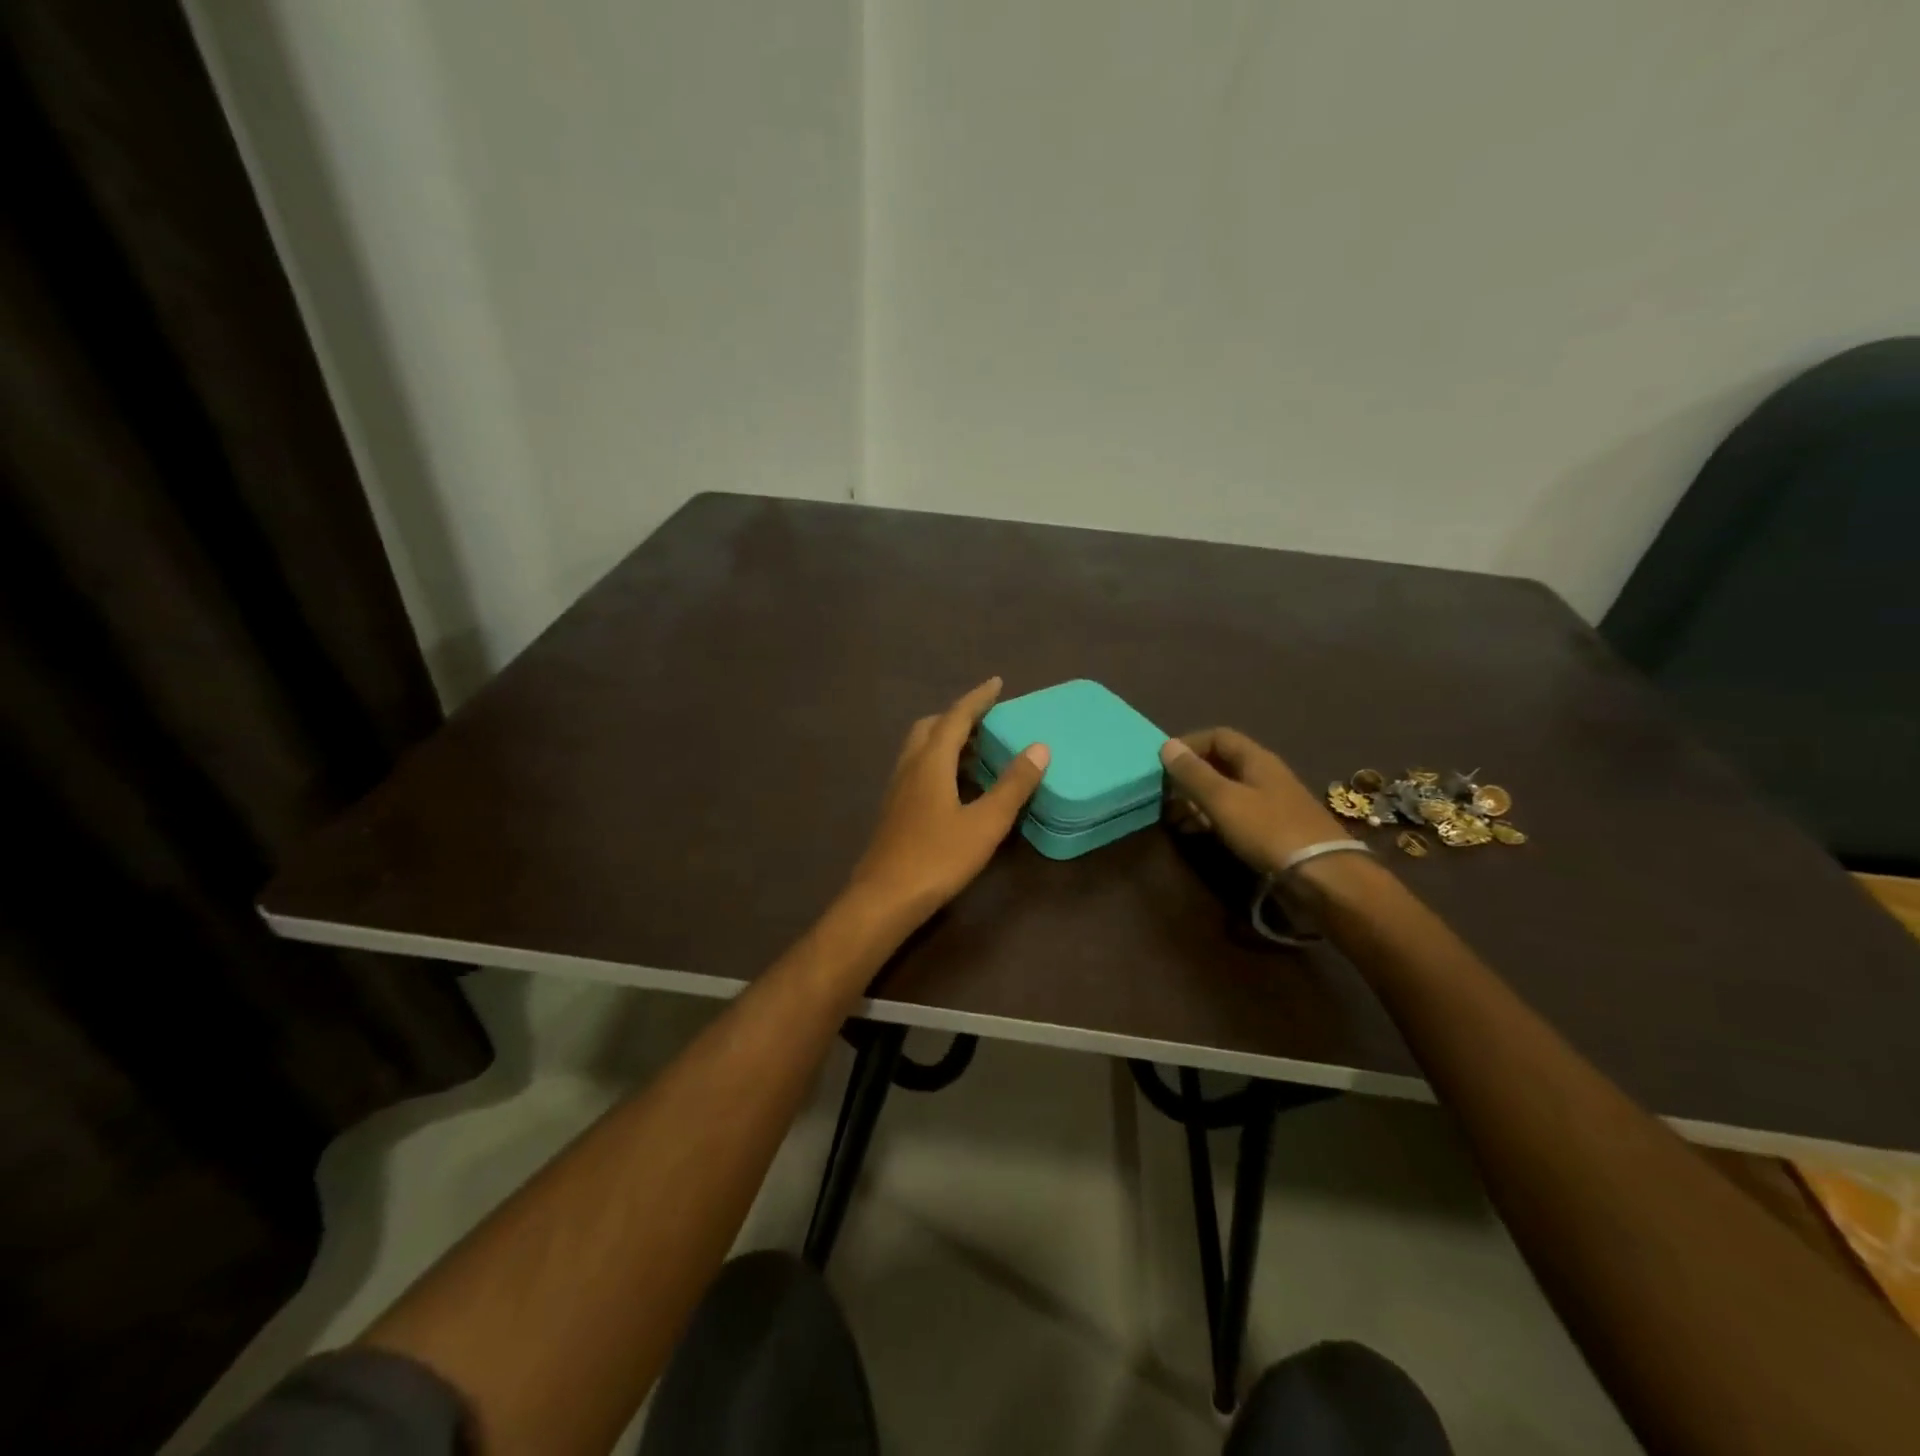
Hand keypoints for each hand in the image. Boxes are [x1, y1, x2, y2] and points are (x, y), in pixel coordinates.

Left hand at [846, 678, 1049, 922]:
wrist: (884, 898)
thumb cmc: (937, 858)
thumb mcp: (985, 823)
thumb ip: (1012, 786)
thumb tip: (1039, 748)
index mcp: (931, 763)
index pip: (956, 717)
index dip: (977, 698)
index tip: (996, 682)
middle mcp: (910, 767)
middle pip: (931, 727)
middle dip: (957, 716)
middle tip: (985, 719)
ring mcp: (897, 789)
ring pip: (920, 749)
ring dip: (946, 739)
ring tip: (976, 748)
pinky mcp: (894, 810)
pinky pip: (917, 769)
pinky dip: (938, 762)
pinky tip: (954, 786)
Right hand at [1160, 728, 1351, 876]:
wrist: (1321, 877)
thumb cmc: (1269, 831)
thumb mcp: (1224, 800)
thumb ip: (1194, 774)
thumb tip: (1167, 745)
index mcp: (1256, 760)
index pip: (1218, 737)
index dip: (1189, 744)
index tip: (1164, 763)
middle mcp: (1264, 776)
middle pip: (1221, 764)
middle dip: (1190, 776)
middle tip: (1164, 794)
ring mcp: (1270, 804)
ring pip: (1226, 792)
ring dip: (1197, 800)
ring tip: (1174, 817)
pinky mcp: (1271, 830)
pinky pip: (1234, 815)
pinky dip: (1211, 819)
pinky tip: (1196, 833)